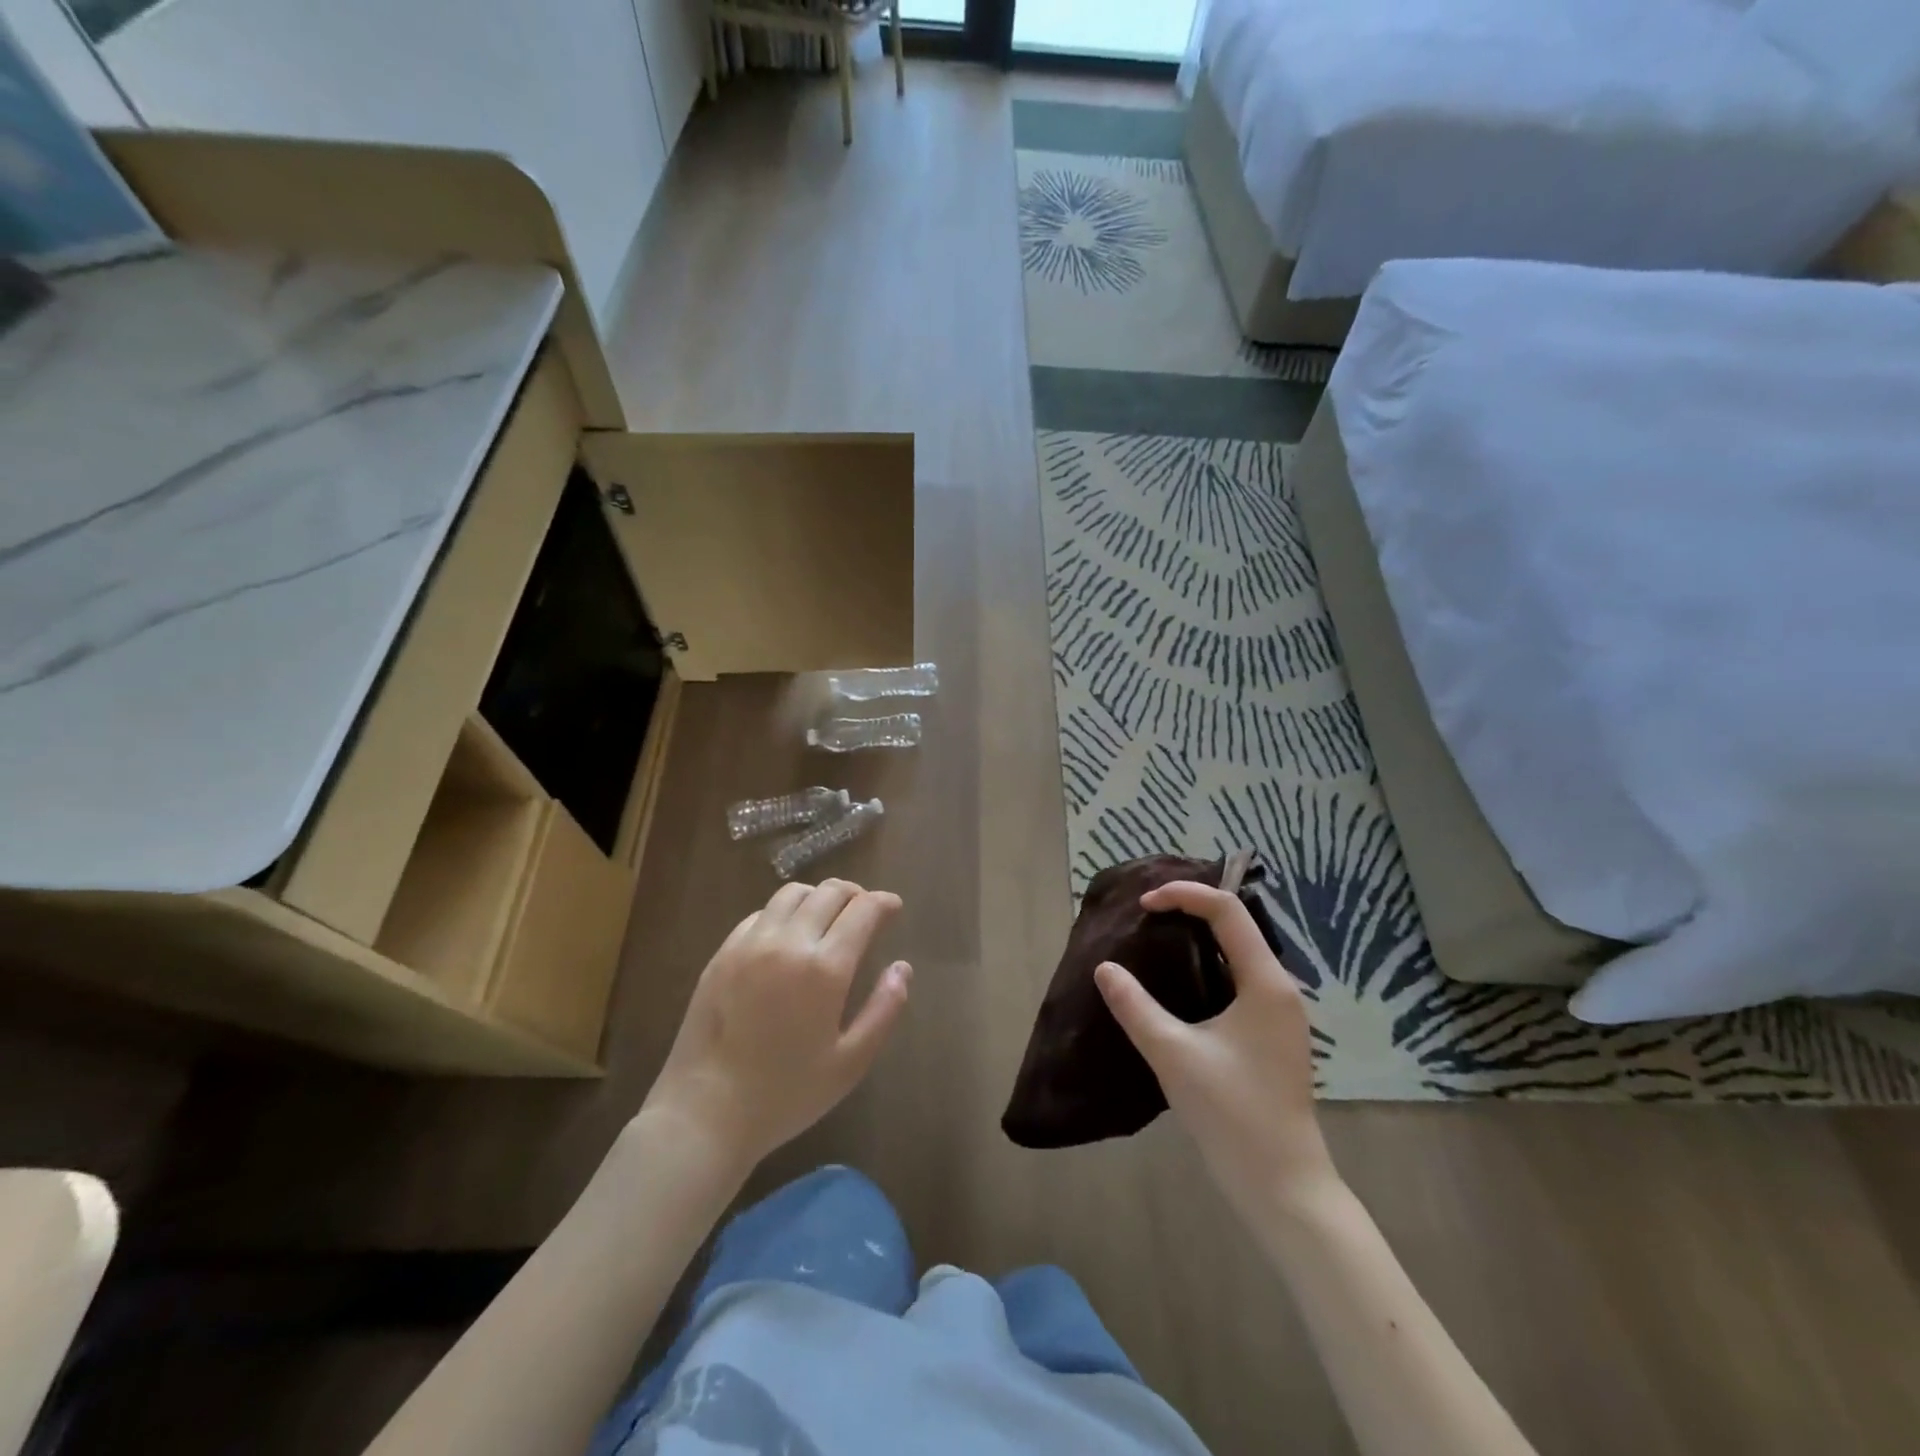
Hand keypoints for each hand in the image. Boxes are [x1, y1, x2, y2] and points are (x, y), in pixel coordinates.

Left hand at [641, 880, 912, 1168]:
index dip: (884, 902)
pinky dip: (784, 913)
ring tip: (828, 918)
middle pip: (829, 891)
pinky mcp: (722, 953)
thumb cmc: (785, 1094)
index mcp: (825, 968)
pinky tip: (788, 937)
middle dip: (856, 894)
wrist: (705, 1113)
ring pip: (792, 893)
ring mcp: (750, 944)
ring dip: (819, 897)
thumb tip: (902, 968)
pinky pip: (760, 914)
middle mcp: (788, 942)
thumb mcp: (850, 1063)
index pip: (863, 909)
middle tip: (866, 911)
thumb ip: (883, 1011)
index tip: (893, 908)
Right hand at [1094, 882, 1338, 1219]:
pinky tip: (1176, 986)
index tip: (1143, 906)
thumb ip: (1136, 1007)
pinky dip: (1204, 968)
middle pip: (1235, 925)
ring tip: (1153, 940)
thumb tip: (1105, 968)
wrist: (1283, 1187)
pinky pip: (1236, 981)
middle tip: (1145, 915)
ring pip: (1236, 954)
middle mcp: (1278, 989)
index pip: (1227, 911)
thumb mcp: (1174, 1055)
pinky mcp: (1269, 1036)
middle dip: (1190, 909)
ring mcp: (1277, 1014)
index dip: (1184, 895)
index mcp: (1265, 983)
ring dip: (1197, 939)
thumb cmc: (1233, 1115)